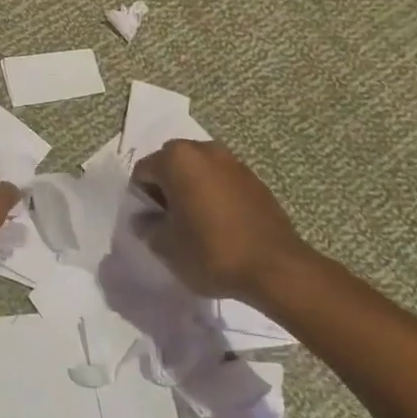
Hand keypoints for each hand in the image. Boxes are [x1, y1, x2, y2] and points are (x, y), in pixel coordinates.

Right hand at [130, 140, 315, 301]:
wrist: (275, 267)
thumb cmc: (212, 251)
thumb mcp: (166, 246)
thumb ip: (147, 227)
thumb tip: (146, 220)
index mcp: (177, 159)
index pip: (143, 172)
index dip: (141, 199)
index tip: (150, 223)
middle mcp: (204, 150)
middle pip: (171, 165)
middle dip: (166, 188)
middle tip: (170, 221)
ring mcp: (232, 161)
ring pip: (198, 171)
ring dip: (191, 189)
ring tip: (196, 223)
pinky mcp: (254, 178)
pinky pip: (221, 180)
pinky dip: (214, 195)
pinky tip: (220, 224)